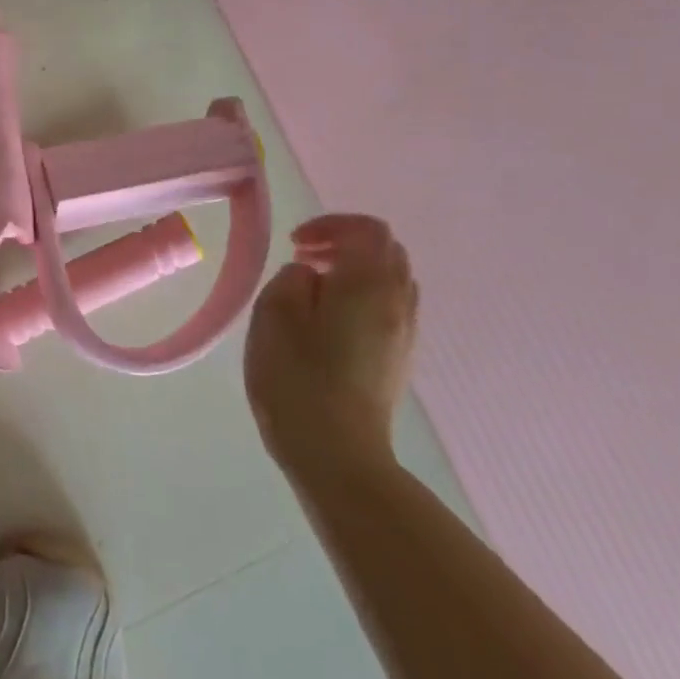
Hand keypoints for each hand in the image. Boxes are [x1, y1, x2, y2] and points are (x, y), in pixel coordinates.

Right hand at [244, 214, 417, 480]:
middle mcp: (397, 302)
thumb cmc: (298, 377)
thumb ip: (293, 278)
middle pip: (386, 250)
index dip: (330, 224)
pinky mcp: (399, 360)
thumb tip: (311, 276)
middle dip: (345, 243)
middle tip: (304, 258)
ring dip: (354, 270)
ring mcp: (404, 334)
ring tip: (313, 288)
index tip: (295, 243)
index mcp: (368, 283)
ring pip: (391, 280)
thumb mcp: (274, 312)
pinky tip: (327, 321)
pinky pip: (388, 308)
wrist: (337, 454)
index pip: (367, 229)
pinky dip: (361, 297)